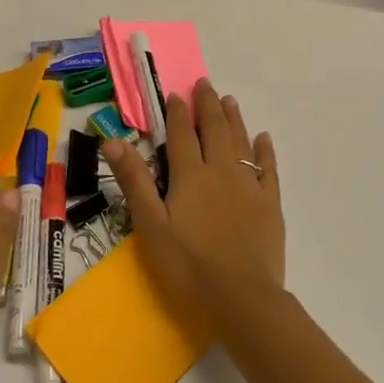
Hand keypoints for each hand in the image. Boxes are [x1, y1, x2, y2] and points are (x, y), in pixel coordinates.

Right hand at [101, 79, 283, 333]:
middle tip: (205, 84)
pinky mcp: (270, 203)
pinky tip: (263, 139)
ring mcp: (249, 185)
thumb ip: (134, 181)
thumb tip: (113, 140)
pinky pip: (267, 168)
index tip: (176, 94)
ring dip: (234, 119)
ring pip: (241, 142)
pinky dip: (264, 150)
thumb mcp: (151, 225)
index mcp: (190, 175)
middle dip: (208, 105)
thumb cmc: (188, 265)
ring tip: (229, 100)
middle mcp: (221, 170)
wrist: (241, 298)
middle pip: (215, 129)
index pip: (182, 134)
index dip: (178, 112)